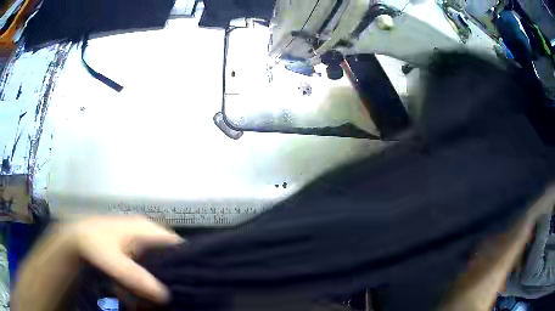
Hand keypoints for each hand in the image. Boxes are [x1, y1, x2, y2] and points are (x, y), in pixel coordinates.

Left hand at [14, 216, 182, 310]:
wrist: (74, 240)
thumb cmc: (95, 245)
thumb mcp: (114, 263)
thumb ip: (137, 277)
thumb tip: (166, 296)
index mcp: (146, 229)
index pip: (177, 243)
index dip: (188, 261)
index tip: (193, 283)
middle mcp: (145, 233)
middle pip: (170, 255)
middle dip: (174, 275)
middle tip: (178, 296)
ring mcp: (138, 241)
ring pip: (159, 263)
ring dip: (158, 282)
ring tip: (159, 301)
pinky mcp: (131, 250)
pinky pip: (147, 267)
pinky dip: (146, 281)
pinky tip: (141, 295)